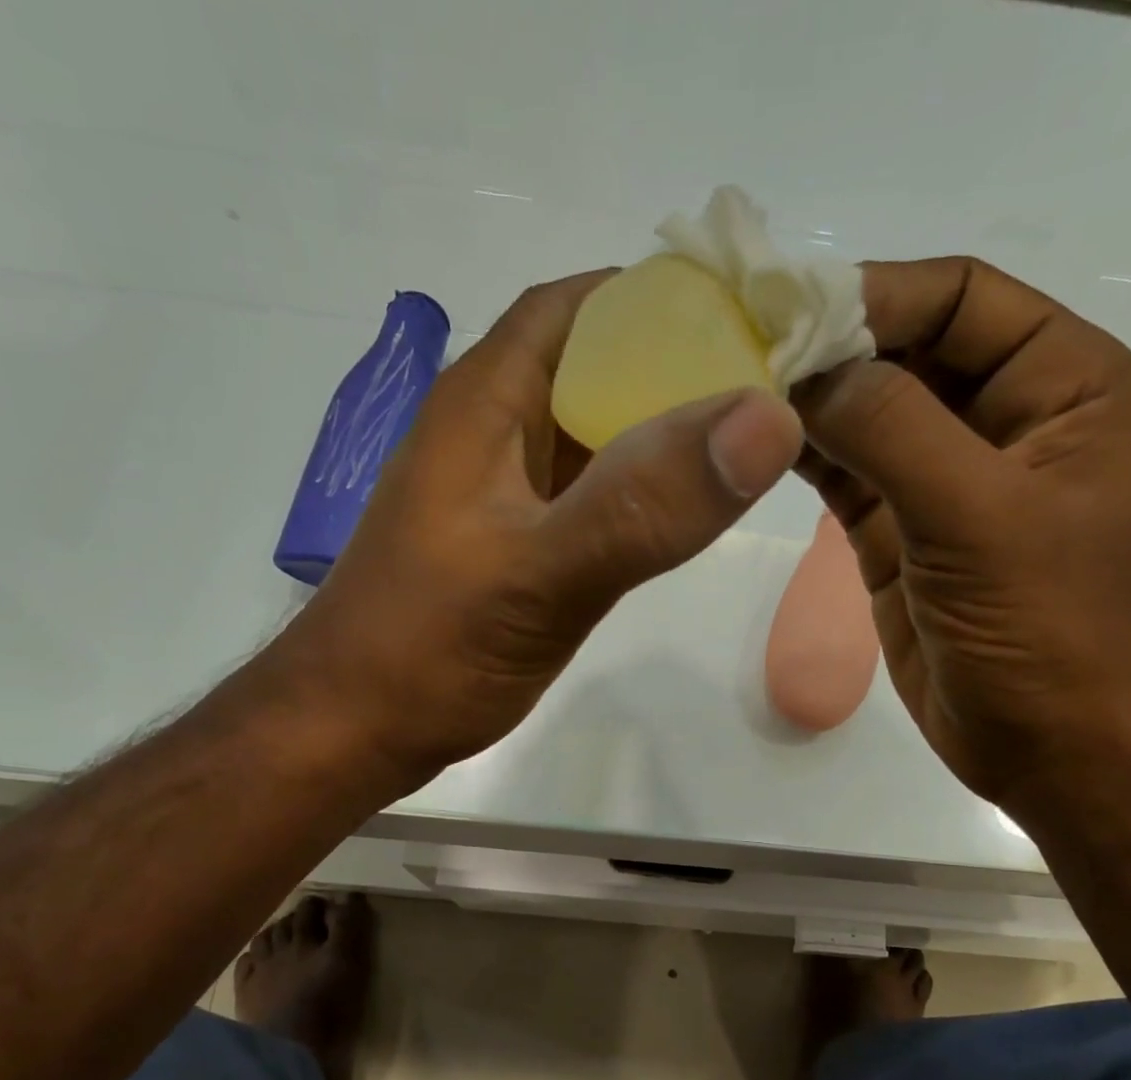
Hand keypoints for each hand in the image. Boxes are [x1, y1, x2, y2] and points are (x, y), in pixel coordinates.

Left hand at [280, 272, 803, 788]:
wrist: (354, 727)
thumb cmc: (428, 648)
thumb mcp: (539, 575)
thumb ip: (644, 505)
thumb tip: (767, 418)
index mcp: (488, 400)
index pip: (586, 307)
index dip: (669, 300)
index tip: (758, 323)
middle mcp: (493, 429)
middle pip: (598, 365)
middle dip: (683, 367)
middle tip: (776, 392)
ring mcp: (502, 490)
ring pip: (596, 433)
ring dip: (663, 432)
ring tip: (748, 444)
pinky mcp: (513, 542)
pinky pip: (588, 493)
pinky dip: (638, 490)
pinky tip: (681, 512)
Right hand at [795, 257, 1130, 805]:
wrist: (1054, 746)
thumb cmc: (1049, 627)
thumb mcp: (981, 516)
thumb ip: (895, 431)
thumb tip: (809, 371)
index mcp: (1065, 386)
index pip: (963, 300)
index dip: (878, 295)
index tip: (787, 305)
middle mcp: (1006, 420)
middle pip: (908, 354)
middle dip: (832, 348)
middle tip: (741, 346)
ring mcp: (946, 483)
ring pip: (870, 417)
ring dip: (810, 402)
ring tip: (733, 389)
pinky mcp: (902, 536)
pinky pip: (849, 476)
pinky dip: (807, 457)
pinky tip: (756, 443)